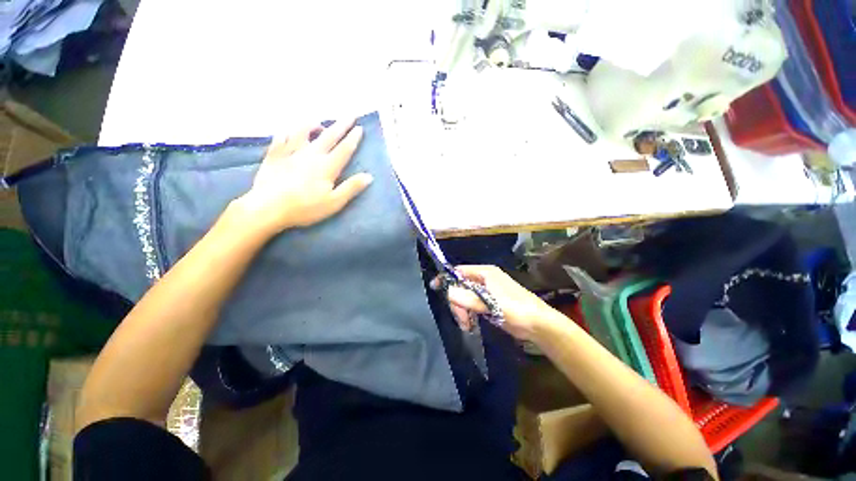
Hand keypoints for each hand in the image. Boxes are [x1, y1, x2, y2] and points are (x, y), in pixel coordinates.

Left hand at [234, 118, 372, 234]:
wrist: (268, 208)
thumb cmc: (305, 208)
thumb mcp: (334, 202)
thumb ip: (351, 187)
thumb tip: (369, 176)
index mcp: (327, 167)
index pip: (344, 149)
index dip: (353, 138)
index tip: (360, 128)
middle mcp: (310, 154)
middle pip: (328, 136)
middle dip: (341, 125)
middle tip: (350, 114)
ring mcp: (291, 153)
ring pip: (303, 131)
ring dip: (313, 125)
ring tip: (319, 122)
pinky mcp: (275, 156)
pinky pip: (281, 138)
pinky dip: (287, 132)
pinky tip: (288, 131)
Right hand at [435, 265, 558, 340]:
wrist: (538, 325)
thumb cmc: (517, 309)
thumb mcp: (492, 304)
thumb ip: (470, 298)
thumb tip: (448, 291)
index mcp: (485, 273)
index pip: (460, 271)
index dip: (447, 278)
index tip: (435, 288)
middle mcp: (484, 279)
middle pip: (460, 286)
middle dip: (457, 301)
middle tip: (462, 319)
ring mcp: (486, 292)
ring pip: (464, 296)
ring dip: (462, 310)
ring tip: (467, 324)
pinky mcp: (488, 303)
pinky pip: (471, 305)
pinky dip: (468, 313)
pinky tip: (470, 324)